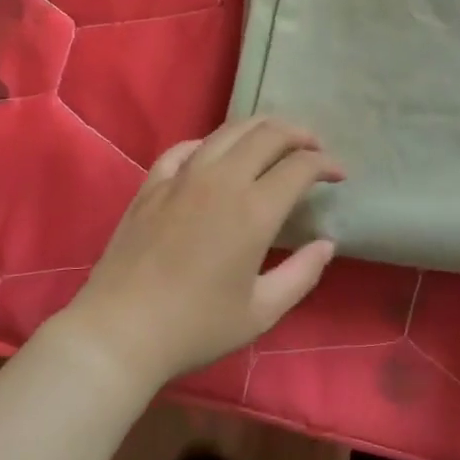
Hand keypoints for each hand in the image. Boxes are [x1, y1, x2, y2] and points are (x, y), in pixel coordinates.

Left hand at [58, 117, 341, 392]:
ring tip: (274, 140)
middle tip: (313, 148)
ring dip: (260, 128)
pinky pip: (186, 147)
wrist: (121, 330)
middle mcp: (221, 180)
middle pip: (268, 134)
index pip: (300, 166)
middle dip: (299, 134)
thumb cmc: (196, 327)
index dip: (326, 164)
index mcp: (253, 210)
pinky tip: (215, 154)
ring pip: (228, 131)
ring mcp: (183, 176)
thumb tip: (326, 244)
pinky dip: (210, 143)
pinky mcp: (153, 183)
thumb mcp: (261, 312)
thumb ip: (301, 274)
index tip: (339, 175)